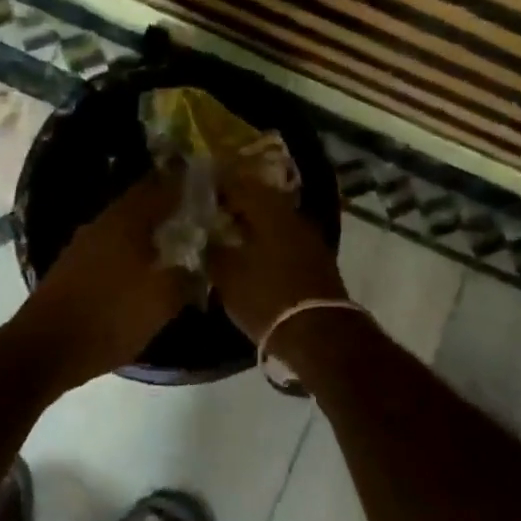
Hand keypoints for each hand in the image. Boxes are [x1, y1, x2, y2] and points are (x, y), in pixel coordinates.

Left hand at [19, 172, 199, 390]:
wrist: (46, 348)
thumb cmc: (110, 317)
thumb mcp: (162, 301)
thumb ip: (186, 277)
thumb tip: (200, 264)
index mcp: (126, 220)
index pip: (160, 186)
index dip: (184, 184)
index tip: (207, 187)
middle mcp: (103, 222)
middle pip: (141, 204)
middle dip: (168, 208)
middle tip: (197, 218)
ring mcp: (84, 244)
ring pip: (125, 227)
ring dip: (149, 232)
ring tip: (176, 245)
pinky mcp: (73, 266)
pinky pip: (111, 248)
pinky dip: (131, 252)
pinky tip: (144, 270)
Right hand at [206, 161, 347, 342]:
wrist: (319, 334)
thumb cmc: (267, 298)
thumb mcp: (228, 276)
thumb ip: (213, 249)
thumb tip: (206, 234)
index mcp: (269, 211)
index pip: (239, 186)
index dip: (218, 189)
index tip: (201, 195)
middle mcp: (293, 216)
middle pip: (261, 200)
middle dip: (238, 205)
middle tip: (216, 214)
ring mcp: (310, 237)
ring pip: (276, 220)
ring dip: (255, 224)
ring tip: (233, 235)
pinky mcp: (318, 258)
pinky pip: (287, 238)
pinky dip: (270, 241)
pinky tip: (256, 254)